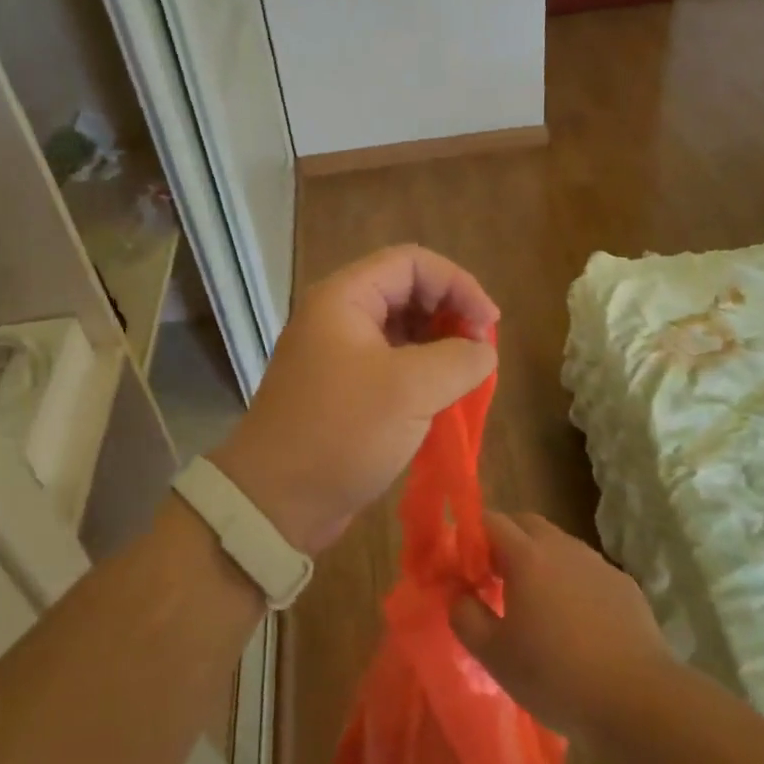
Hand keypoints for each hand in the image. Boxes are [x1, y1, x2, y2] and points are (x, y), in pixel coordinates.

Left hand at [209, 245, 498, 554]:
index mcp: (345, 298)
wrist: (275, 501)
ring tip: (467, 376)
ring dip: (440, 346)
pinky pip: (392, 363)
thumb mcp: (410, 390)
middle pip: (408, 291)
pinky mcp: (344, 388)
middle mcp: (338, 316)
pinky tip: (444, 398)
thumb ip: (459, 359)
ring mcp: (338, 353)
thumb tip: (482, 350)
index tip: (488, 323)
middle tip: (479, 351)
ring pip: (402, 330)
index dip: (457, 283)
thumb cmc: (341, 431)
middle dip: (450, 313)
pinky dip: (423, 373)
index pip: (412, 262)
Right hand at [451, 513, 671, 738]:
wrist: (639, 700)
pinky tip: (577, 623)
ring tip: (536, 605)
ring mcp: (597, 563)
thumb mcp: (495, 656)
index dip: (472, 537)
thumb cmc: (557, 676)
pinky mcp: (623, 584)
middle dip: (505, 541)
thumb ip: (466, 617)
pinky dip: (572, 583)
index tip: (465, 568)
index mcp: (526, 555)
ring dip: (540, 561)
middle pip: (526, 523)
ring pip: (558, 545)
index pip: (490, 521)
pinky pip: (586, 571)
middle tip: (495, 579)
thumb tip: (459, 595)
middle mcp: (562, 546)